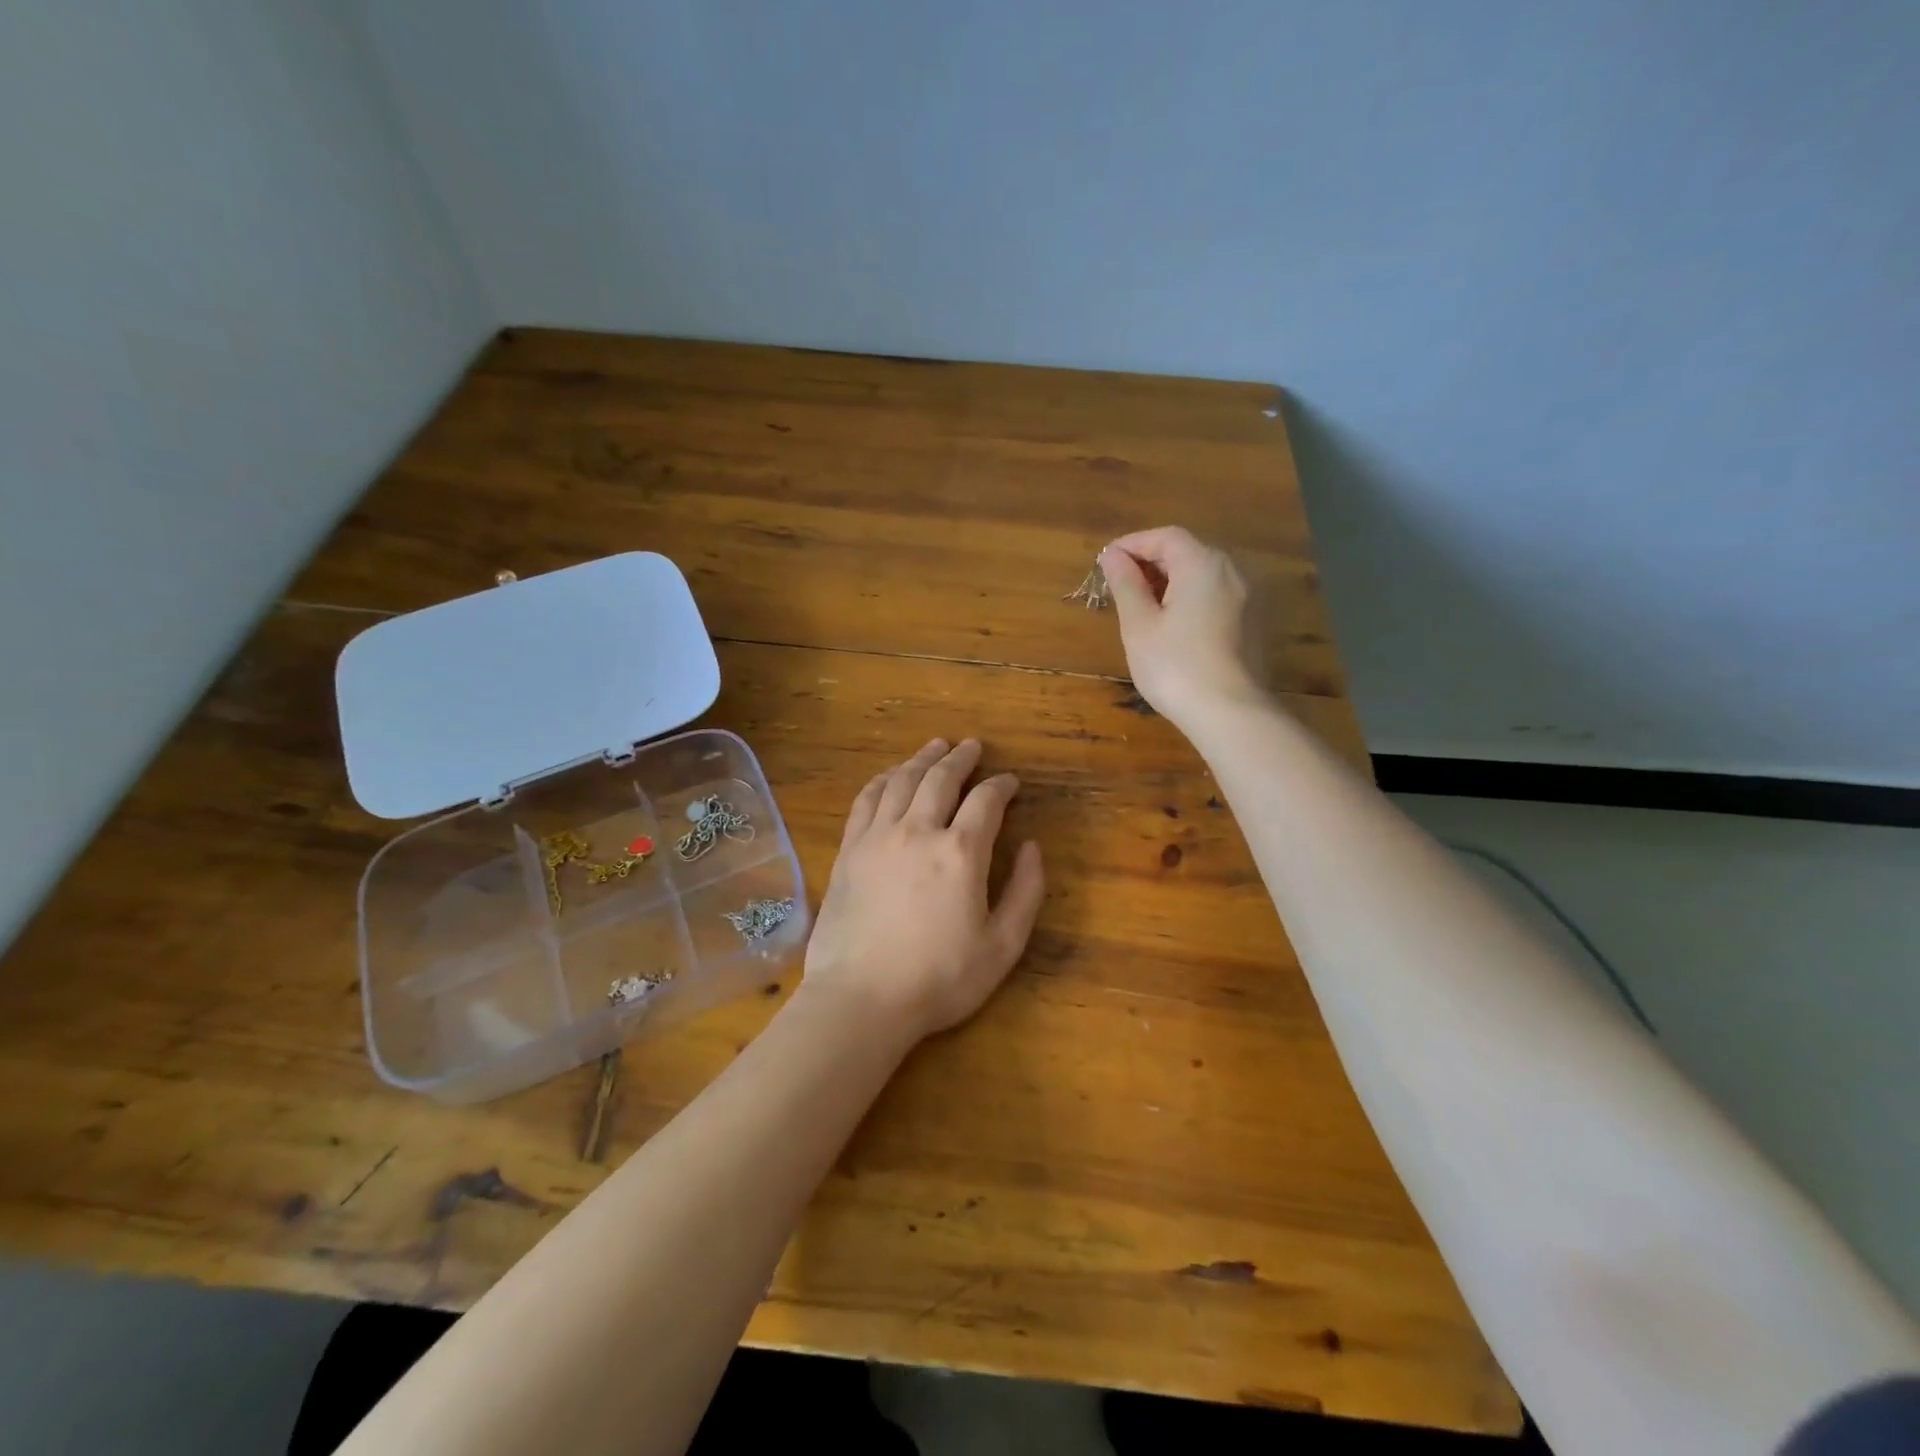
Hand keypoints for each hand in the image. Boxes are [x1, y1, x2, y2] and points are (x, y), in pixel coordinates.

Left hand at [802, 738, 1045, 1043]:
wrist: (861, 999)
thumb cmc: (939, 979)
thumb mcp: (1002, 947)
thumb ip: (1026, 892)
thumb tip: (1032, 847)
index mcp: (960, 852)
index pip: (986, 801)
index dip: (1002, 785)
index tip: (1010, 782)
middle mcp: (918, 830)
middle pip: (941, 778)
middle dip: (961, 758)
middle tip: (972, 746)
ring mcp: (877, 836)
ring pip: (902, 781)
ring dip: (922, 759)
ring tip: (936, 746)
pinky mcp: (848, 850)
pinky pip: (867, 799)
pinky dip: (883, 779)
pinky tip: (891, 775)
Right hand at [1102, 526, 1265, 726]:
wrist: (1230, 713)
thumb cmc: (1175, 666)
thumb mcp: (1139, 625)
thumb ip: (1125, 584)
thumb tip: (1112, 556)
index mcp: (1203, 564)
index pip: (1165, 537)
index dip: (1133, 544)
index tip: (1105, 562)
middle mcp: (1232, 571)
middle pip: (1187, 552)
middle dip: (1151, 562)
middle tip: (1119, 585)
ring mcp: (1248, 598)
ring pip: (1203, 576)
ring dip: (1170, 582)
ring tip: (1141, 606)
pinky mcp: (1252, 624)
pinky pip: (1215, 597)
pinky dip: (1189, 599)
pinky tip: (1171, 626)